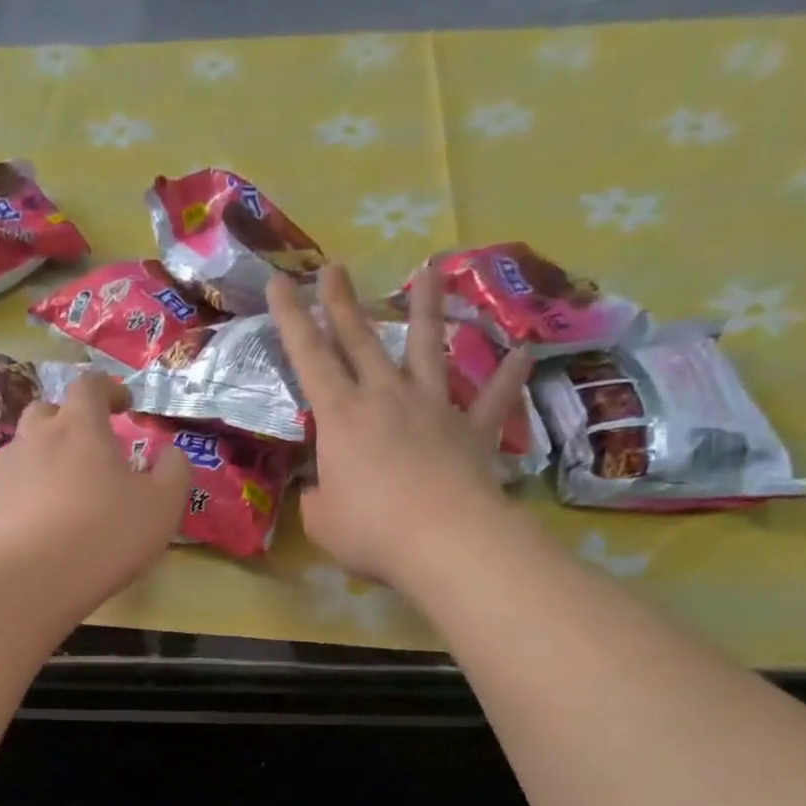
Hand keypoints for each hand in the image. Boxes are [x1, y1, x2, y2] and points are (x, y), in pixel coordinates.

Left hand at [0, 372, 192, 610]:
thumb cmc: (105, 535)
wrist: (32, 580)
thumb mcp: (162, 506)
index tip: (124, 405)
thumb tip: (171, 454)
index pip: (90, 385)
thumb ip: (174, 472)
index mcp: (80, 426)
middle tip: (91, 445)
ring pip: (27, 446)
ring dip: (47, 454)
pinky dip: (32, 489)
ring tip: (68, 483)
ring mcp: (9, 470)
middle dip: (70, 419)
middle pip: (48, 410)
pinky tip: (47, 517)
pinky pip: (15, 484)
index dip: (109, 389)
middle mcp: (37, 437)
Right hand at [269, 264, 533, 592]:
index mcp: (341, 417)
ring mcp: (433, 407)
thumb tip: (321, 489)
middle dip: (342, 303)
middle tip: (334, 266)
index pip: (308, 358)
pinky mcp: (472, 429)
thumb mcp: (322, 521)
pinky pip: (493, 397)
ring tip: (430, 269)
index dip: (291, 319)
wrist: (444, 539)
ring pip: (426, 348)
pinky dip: (508, 375)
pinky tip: (524, 350)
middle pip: (361, 341)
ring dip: (426, 307)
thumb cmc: (371, 530)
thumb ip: (317, 498)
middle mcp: (386, 398)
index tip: (281, 281)